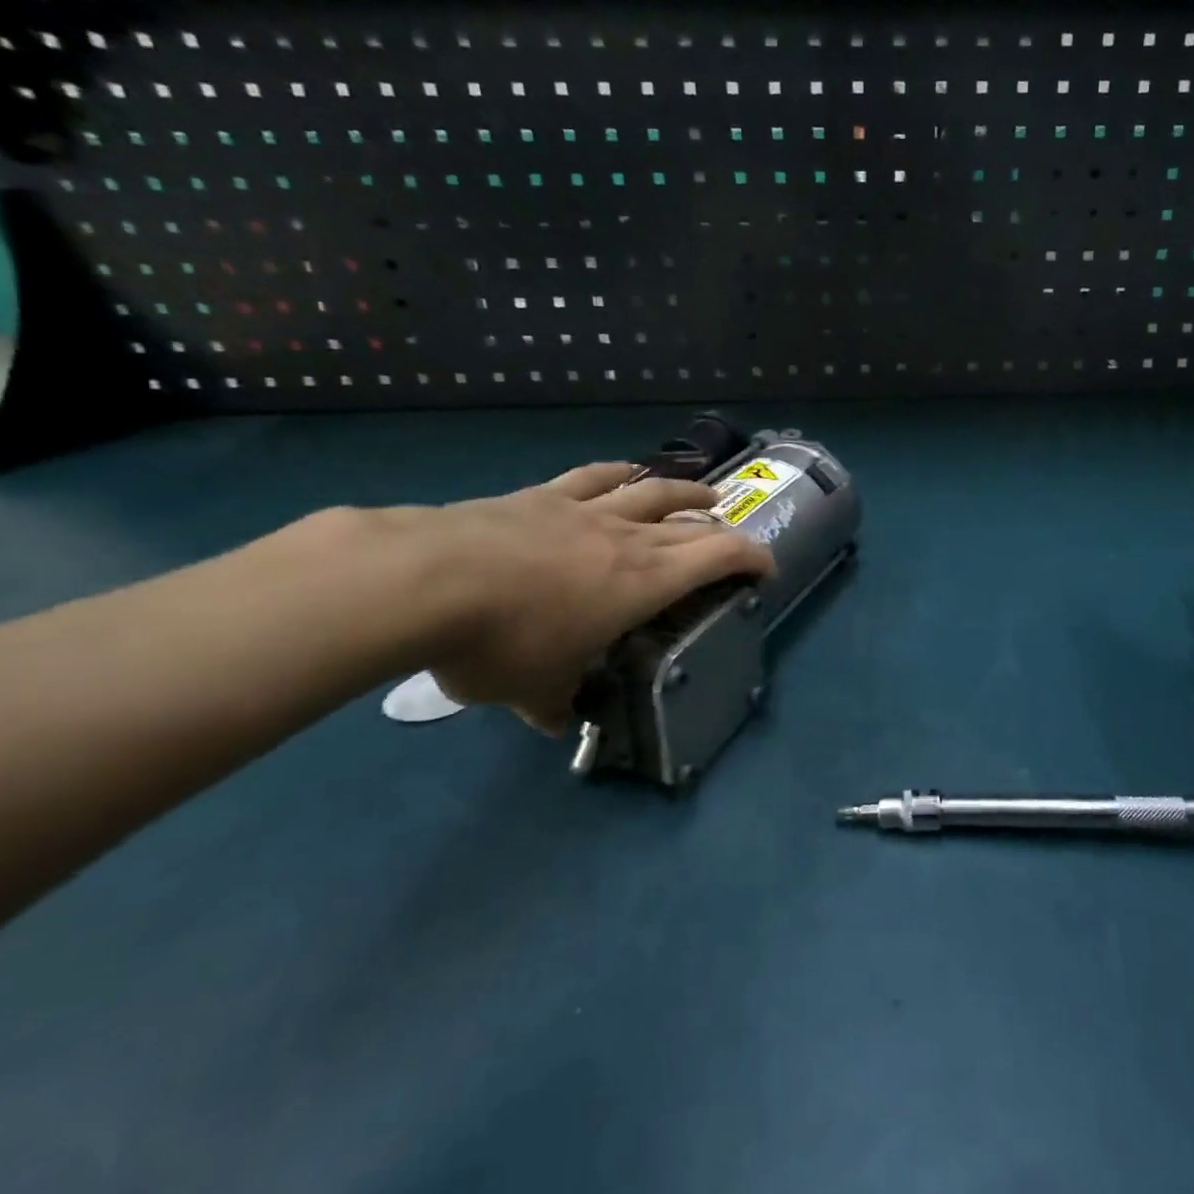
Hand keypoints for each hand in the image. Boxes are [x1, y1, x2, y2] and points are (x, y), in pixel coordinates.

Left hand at [409, 463, 773, 732]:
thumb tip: (558, 721)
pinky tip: (625, 471)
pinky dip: (620, 474)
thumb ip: (556, 705)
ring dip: (685, 491)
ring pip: (652, 490)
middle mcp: (627, 538)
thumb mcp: (533, 691)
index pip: (718, 557)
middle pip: (691, 523)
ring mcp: (585, 511)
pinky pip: (595, 477)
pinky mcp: (543, 496)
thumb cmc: (501, 641)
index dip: (752, 558)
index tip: (766, 569)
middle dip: (722, 531)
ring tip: (703, 494)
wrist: (427, 580)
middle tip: (734, 542)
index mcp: (644, 581)